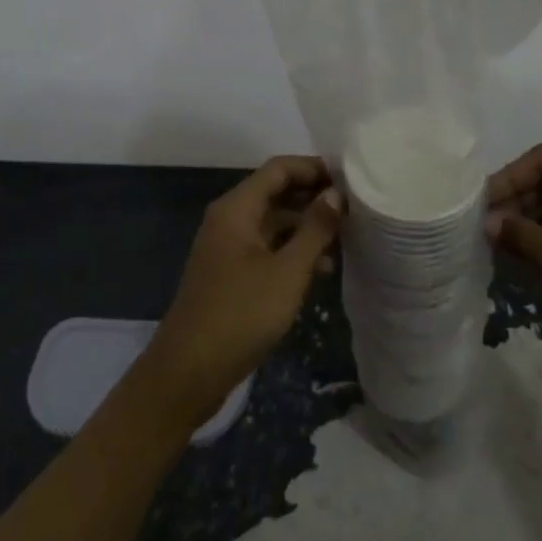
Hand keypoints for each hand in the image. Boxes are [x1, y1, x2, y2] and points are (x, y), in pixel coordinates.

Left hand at [140, 156, 342, 427]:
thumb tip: (335, 194)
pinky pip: (266, 247)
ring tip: (346, 237)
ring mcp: (227, 247)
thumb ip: (314, 228)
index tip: (349, 178)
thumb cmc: (241, 314)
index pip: (278, 169)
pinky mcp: (230, 273)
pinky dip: (292, 250)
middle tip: (353, 206)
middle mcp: (229, 219)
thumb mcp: (288, 271)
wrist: (188, 372)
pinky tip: (322, 268)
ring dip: (306, 225)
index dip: (313, 167)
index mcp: (237, 208)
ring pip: (273, 222)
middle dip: (313, 195)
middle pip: (275, 192)